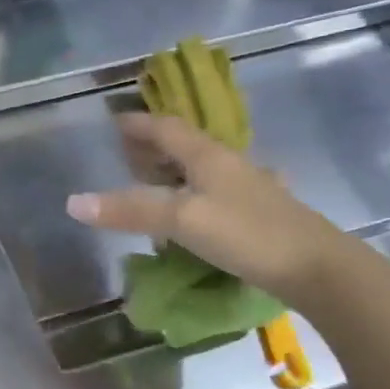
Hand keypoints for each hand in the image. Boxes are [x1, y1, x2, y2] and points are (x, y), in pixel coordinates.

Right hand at [66, 111, 358, 304]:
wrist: (317, 268)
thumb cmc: (247, 234)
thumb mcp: (181, 219)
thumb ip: (129, 210)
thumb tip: (73, 201)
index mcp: (209, 156)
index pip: (167, 128)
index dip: (139, 123)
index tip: (114, 120)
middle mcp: (228, 165)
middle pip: (184, 145)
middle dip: (152, 145)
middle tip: (123, 152)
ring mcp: (245, 190)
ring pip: (199, 170)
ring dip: (170, 171)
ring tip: (147, 182)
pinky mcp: (255, 215)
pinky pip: (210, 193)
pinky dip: (187, 195)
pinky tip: (183, 215)